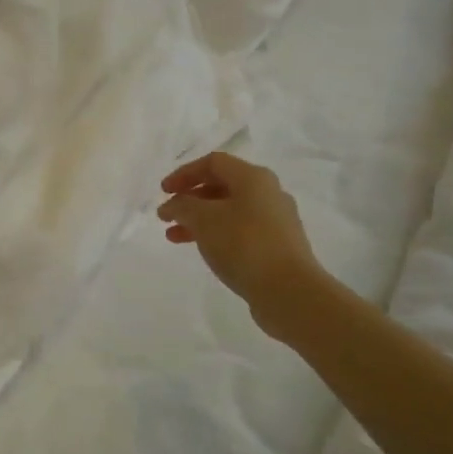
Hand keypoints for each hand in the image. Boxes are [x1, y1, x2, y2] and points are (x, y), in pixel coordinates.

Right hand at [157, 153, 326, 335]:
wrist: (289, 291)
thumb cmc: (243, 244)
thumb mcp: (203, 219)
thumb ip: (182, 206)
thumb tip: (173, 205)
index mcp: (253, 178)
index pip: (213, 163)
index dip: (184, 173)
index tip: (163, 192)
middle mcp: (268, 193)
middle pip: (222, 185)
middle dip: (190, 198)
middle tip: (167, 215)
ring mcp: (276, 221)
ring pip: (229, 211)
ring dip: (199, 220)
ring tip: (174, 237)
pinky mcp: (278, 246)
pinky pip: (240, 231)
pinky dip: (217, 235)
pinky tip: (203, 250)